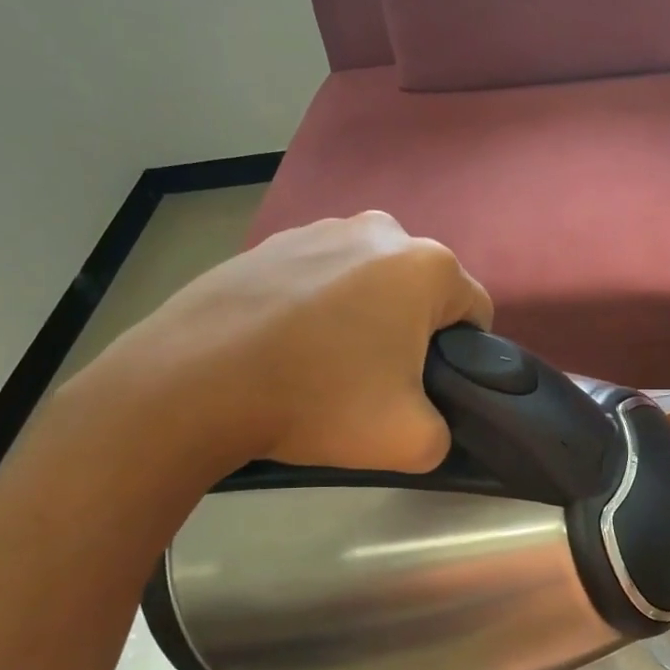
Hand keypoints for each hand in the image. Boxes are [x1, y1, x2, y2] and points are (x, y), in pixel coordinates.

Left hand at [66, 212, 491, 486]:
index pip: (476, 311)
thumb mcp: (413, 441)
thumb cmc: (318, 399)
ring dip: (365, 316)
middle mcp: (379, 230)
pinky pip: (319, 277)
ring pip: (369, 281)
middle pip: (421, 292)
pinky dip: (317, 307)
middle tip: (377, 383)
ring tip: (325, 364)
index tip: (430, 390)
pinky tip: (286, 346)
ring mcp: (318, 228)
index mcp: (426, 265)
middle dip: (413, 332)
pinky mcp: (269, 242)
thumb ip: (446, 432)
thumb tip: (431, 421)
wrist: (194, 381)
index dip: (464, 356)